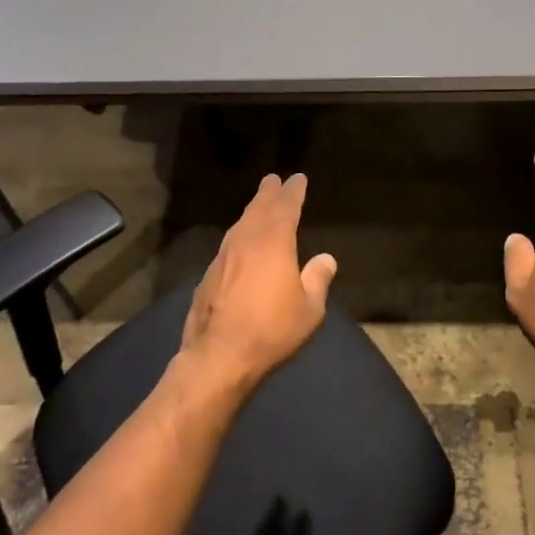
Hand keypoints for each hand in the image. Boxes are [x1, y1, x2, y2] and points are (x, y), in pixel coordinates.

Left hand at [177, 173, 338, 395]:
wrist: (219, 356)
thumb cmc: (272, 330)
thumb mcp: (309, 309)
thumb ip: (317, 280)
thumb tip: (326, 259)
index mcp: (273, 243)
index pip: (285, 207)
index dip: (293, 192)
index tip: (297, 179)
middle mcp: (245, 242)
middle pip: (258, 209)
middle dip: (268, 194)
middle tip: (273, 180)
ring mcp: (222, 258)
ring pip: (239, 226)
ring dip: (251, 212)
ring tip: (259, 206)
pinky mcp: (208, 276)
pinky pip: (228, 246)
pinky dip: (239, 237)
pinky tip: (241, 246)